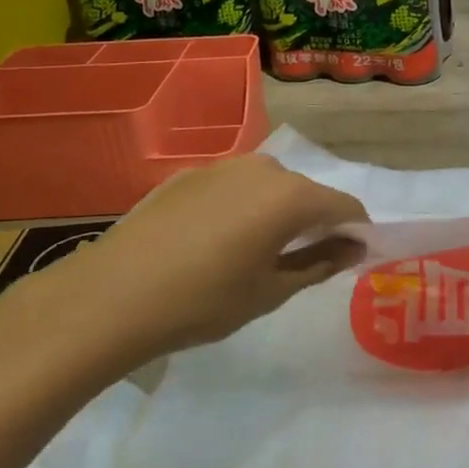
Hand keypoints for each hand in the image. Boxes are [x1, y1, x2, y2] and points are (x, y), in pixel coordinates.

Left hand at [8, 153, 368, 369]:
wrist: (112, 296)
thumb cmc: (204, 301)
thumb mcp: (271, 291)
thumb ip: (321, 262)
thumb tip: (354, 247)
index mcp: (291, 195)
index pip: (344, 206)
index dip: (356, 231)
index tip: (355, 257)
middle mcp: (263, 168)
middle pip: (306, 192)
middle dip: (315, 221)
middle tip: (304, 261)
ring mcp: (221, 166)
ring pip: (268, 187)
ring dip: (276, 213)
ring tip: (258, 252)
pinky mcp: (188, 175)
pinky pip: (233, 187)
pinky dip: (242, 208)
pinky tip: (216, 242)